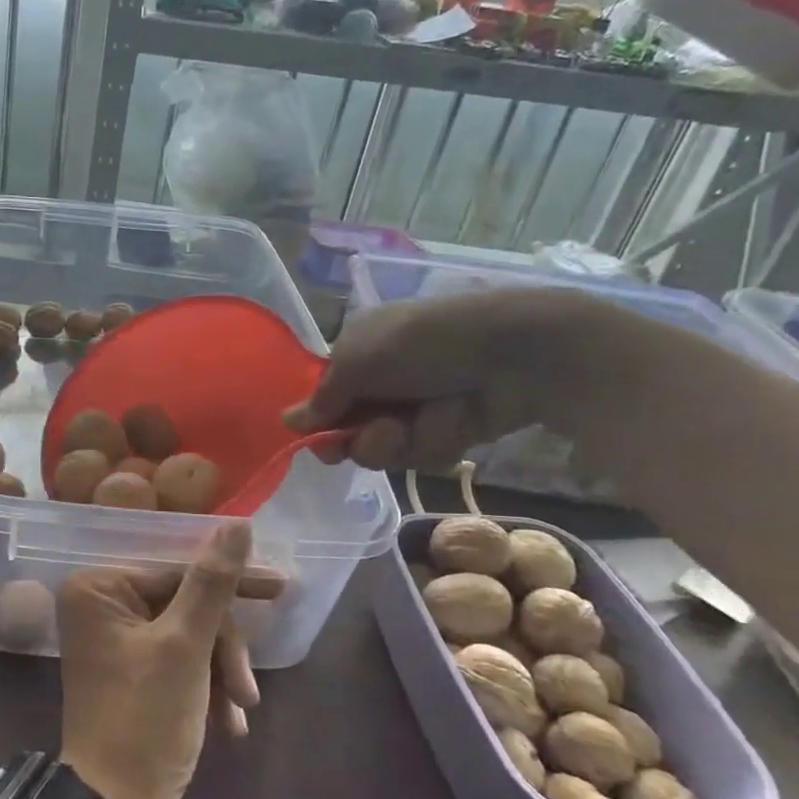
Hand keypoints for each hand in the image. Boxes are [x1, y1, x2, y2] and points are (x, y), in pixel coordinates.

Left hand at [56, 523, 258, 798]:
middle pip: (185, 603)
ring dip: (220, 671)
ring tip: (240, 712)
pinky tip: (230, 722)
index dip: (231, 582)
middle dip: (223, 647)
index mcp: (99, 587)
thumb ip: (212, 583)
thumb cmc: (145, 719)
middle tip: (248, 689)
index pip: (177, 570)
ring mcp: (115, 639)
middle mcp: (100, 605)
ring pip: (188, 634)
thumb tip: (237, 523)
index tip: (279, 585)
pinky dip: (207, 686)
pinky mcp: (131, 670)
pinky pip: (178, 659)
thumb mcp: (185, 647)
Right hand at [283, 288, 604, 471]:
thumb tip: (286, 422)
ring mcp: (416, 408)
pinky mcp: (449, 432)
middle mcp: (382, 382)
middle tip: (381, 431)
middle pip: (351, 433)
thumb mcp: (359, 360)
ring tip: (425, 418)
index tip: (320, 442)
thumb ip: (322, 398)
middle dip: (364, 438)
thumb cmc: (423, 343)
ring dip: (402, 440)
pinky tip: (456, 420)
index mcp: (358, 352)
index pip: (324, 399)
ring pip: (387, 451)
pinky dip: (437, 441)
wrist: (512, 353)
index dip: (320, 424)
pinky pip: (425, 455)